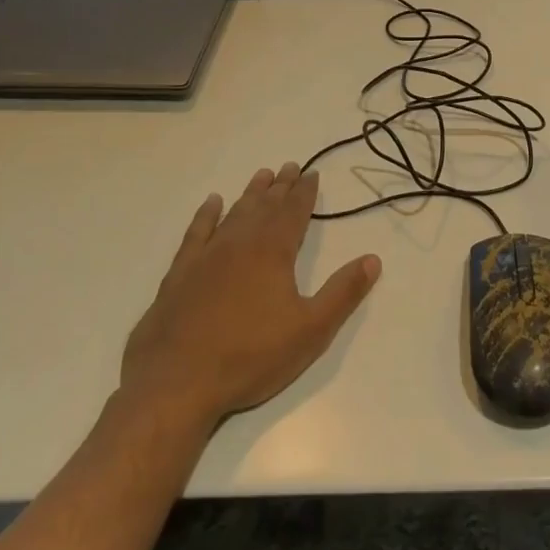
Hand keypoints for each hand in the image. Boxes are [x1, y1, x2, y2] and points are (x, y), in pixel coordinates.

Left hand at [119, 163, 380, 426]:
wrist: (176, 384)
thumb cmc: (250, 357)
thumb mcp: (311, 330)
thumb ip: (343, 292)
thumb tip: (373, 259)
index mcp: (273, 253)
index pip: (294, 212)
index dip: (305, 192)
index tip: (312, 173)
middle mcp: (240, 244)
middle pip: (265, 207)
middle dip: (281, 187)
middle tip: (290, 166)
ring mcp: (205, 257)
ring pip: (234, 213)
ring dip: (250, 194)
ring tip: (262, 175)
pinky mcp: (178, 274)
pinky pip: (196, 233)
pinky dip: (206, 215)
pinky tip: (212, 203)